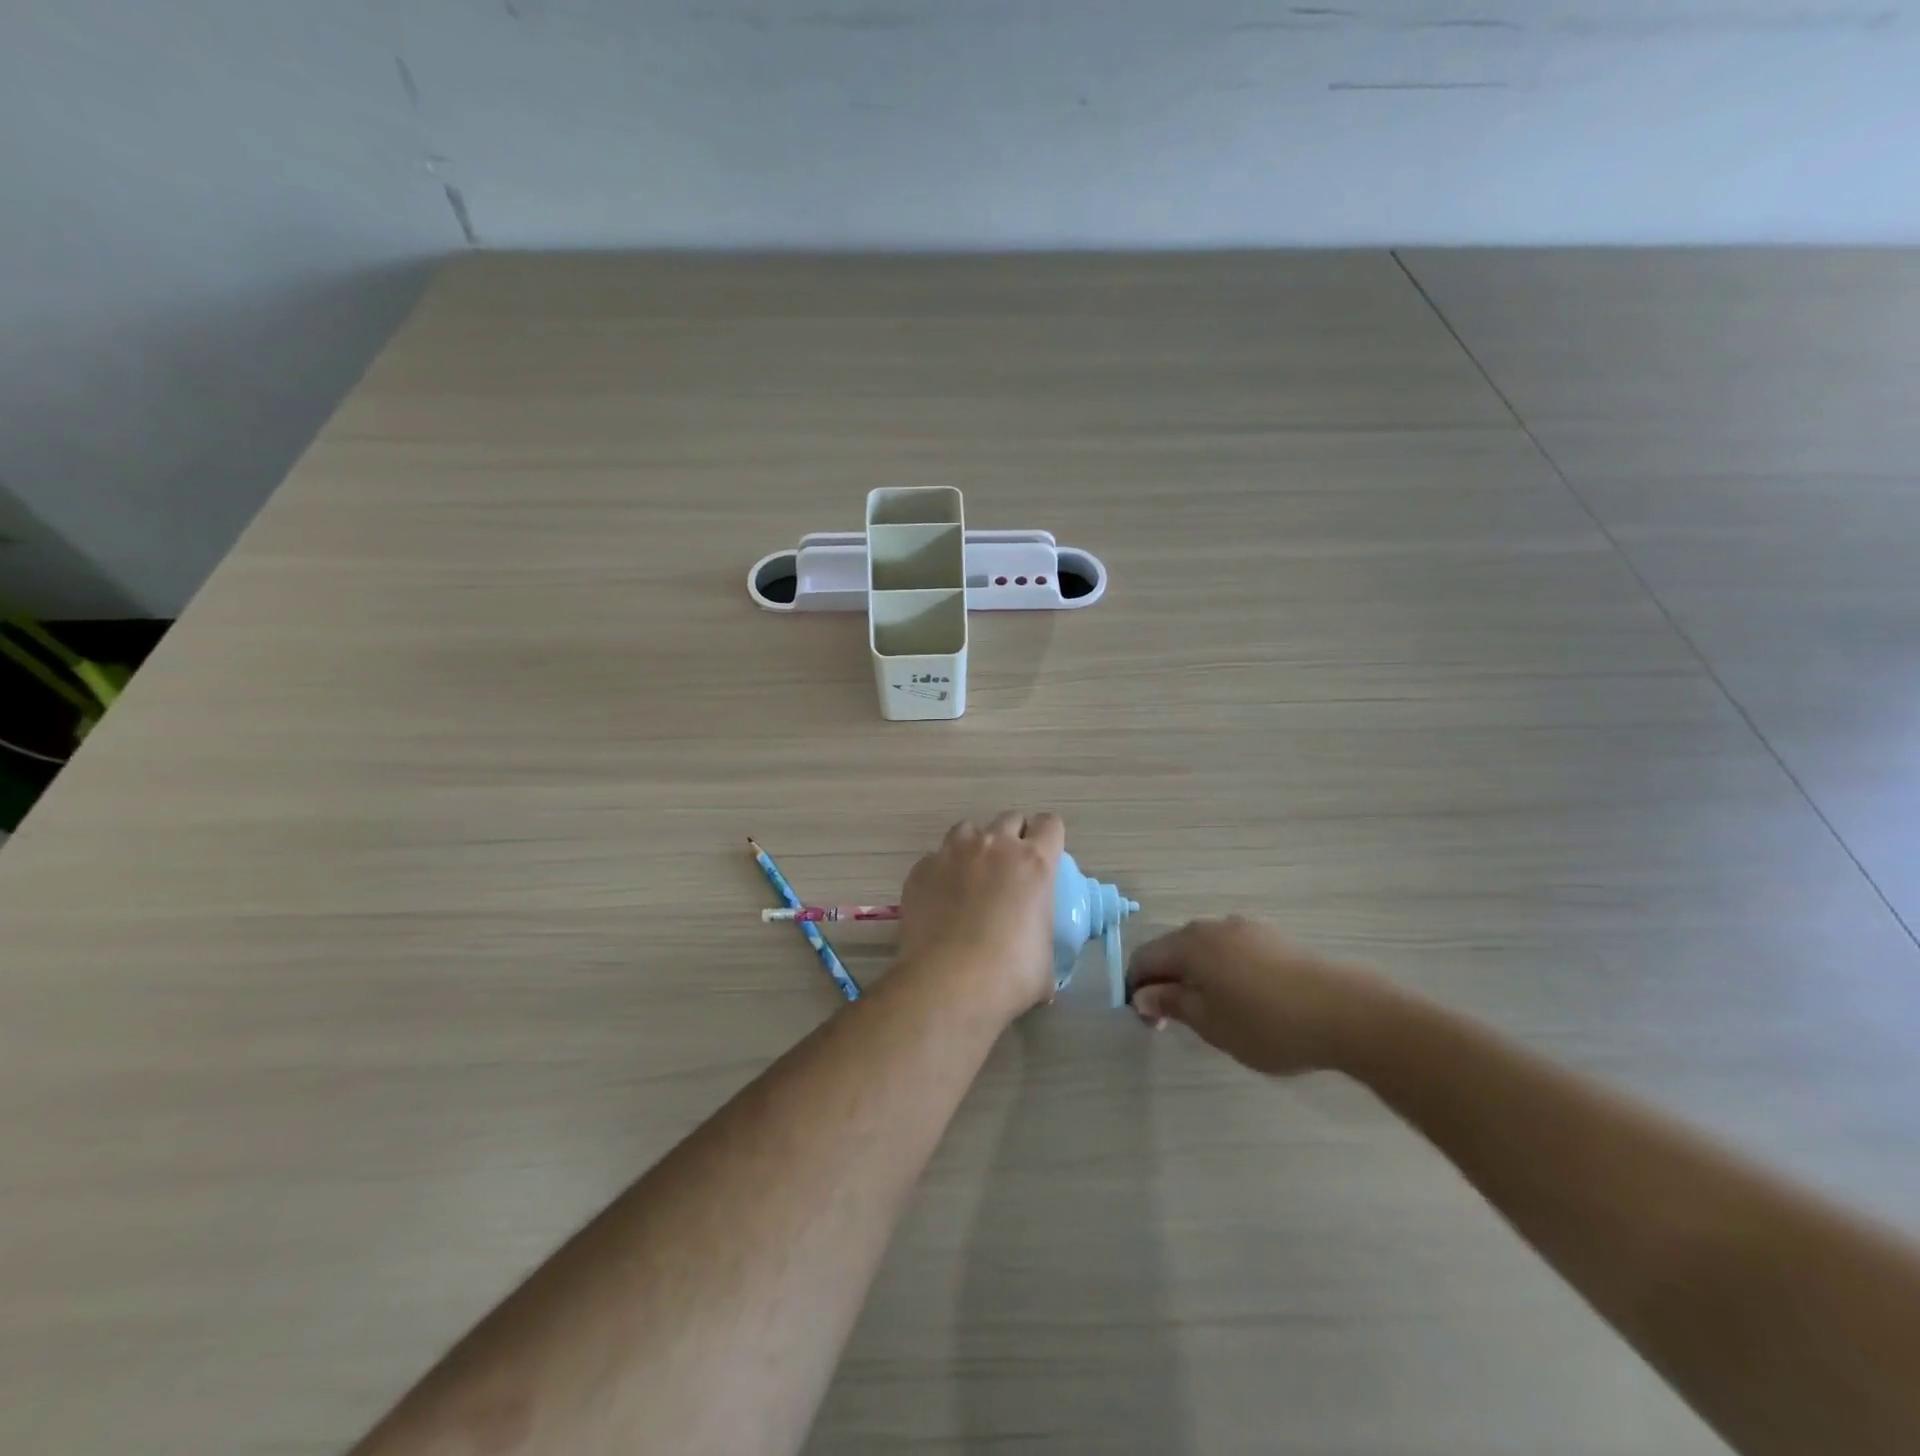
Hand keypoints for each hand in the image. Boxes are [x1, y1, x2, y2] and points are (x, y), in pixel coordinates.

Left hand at [896, 812, 1065, 1017]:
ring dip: (975, 846)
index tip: (1044, 857)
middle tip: (1009, 870)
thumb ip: (1043, 938)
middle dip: (1012, 837)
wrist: (948, 983)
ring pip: (969, 829)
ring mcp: (954, 853)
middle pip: (1010, 819)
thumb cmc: (1010, 975)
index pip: (1050, 824)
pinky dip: (942, 871)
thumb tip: (1037, 953)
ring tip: (971, 877)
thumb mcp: (1046, 959)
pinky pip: (936, 858)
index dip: (1048, 838)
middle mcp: (995, 846)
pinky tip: (940, 900)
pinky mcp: (922, 868)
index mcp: (1034, 862)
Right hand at [1125, 917, 1391, 1075]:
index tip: (1150, 1023)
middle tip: (1178, 1022)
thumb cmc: (1266, 1023)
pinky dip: (1225, 972)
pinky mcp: (1274, 939)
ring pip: (1205, 950)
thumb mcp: (1210, 1022)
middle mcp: (1213, 927)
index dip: (1137, 989)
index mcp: (1190, 944)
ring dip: (1197, 977)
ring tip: (1215, 1014)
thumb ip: (1171, 1004)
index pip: (1144, 959)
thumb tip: (1142, 994)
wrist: (1347, 1013)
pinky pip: (1233, 952)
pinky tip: (1247, 1001)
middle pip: (1173, 950)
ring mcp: (1246, 929)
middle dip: (1167, 982)